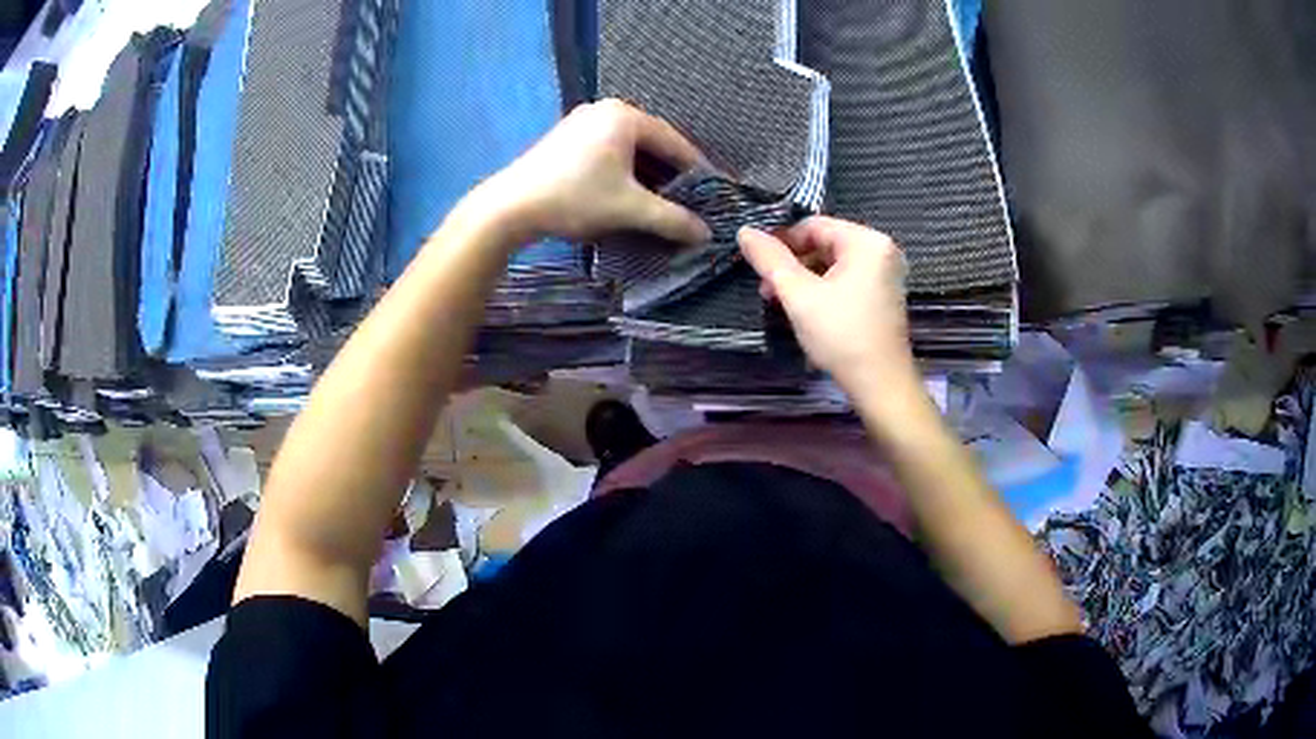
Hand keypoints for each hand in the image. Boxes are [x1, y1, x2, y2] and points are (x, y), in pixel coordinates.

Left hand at [471, 99, 710, 245]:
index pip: (675, 141)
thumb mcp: (629, 209)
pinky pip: (608, 150)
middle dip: (671, 173)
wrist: (509, 208)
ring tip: (663, 200)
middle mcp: (605, 110)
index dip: (697, 169)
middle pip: (652, 142)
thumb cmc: (574, 198)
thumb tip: (707, 234)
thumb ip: (672, 219)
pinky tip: (628, 192)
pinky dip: (623, 170)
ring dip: (647, 174)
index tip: (714, 191)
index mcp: (625, 116)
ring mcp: (582, 121)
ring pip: (628, 148)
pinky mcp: (566, 138)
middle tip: (690, 199)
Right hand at [739, 218, 915, 391]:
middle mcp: (881, 251)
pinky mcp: (883, 297)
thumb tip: (744, 232)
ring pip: (833, 265)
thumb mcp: (799, 295)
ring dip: (803, 279)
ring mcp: (885, 275)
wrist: (880, 385)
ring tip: (778, 301)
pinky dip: (823, 290)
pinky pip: (846, 281)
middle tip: (765, 288)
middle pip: (824, 243)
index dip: (780, 240)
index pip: (814, 225)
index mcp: (867, 242)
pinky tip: (803, 309)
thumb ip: (770, 260)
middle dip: (791, 263)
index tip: (755, 261)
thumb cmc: (841, 335)